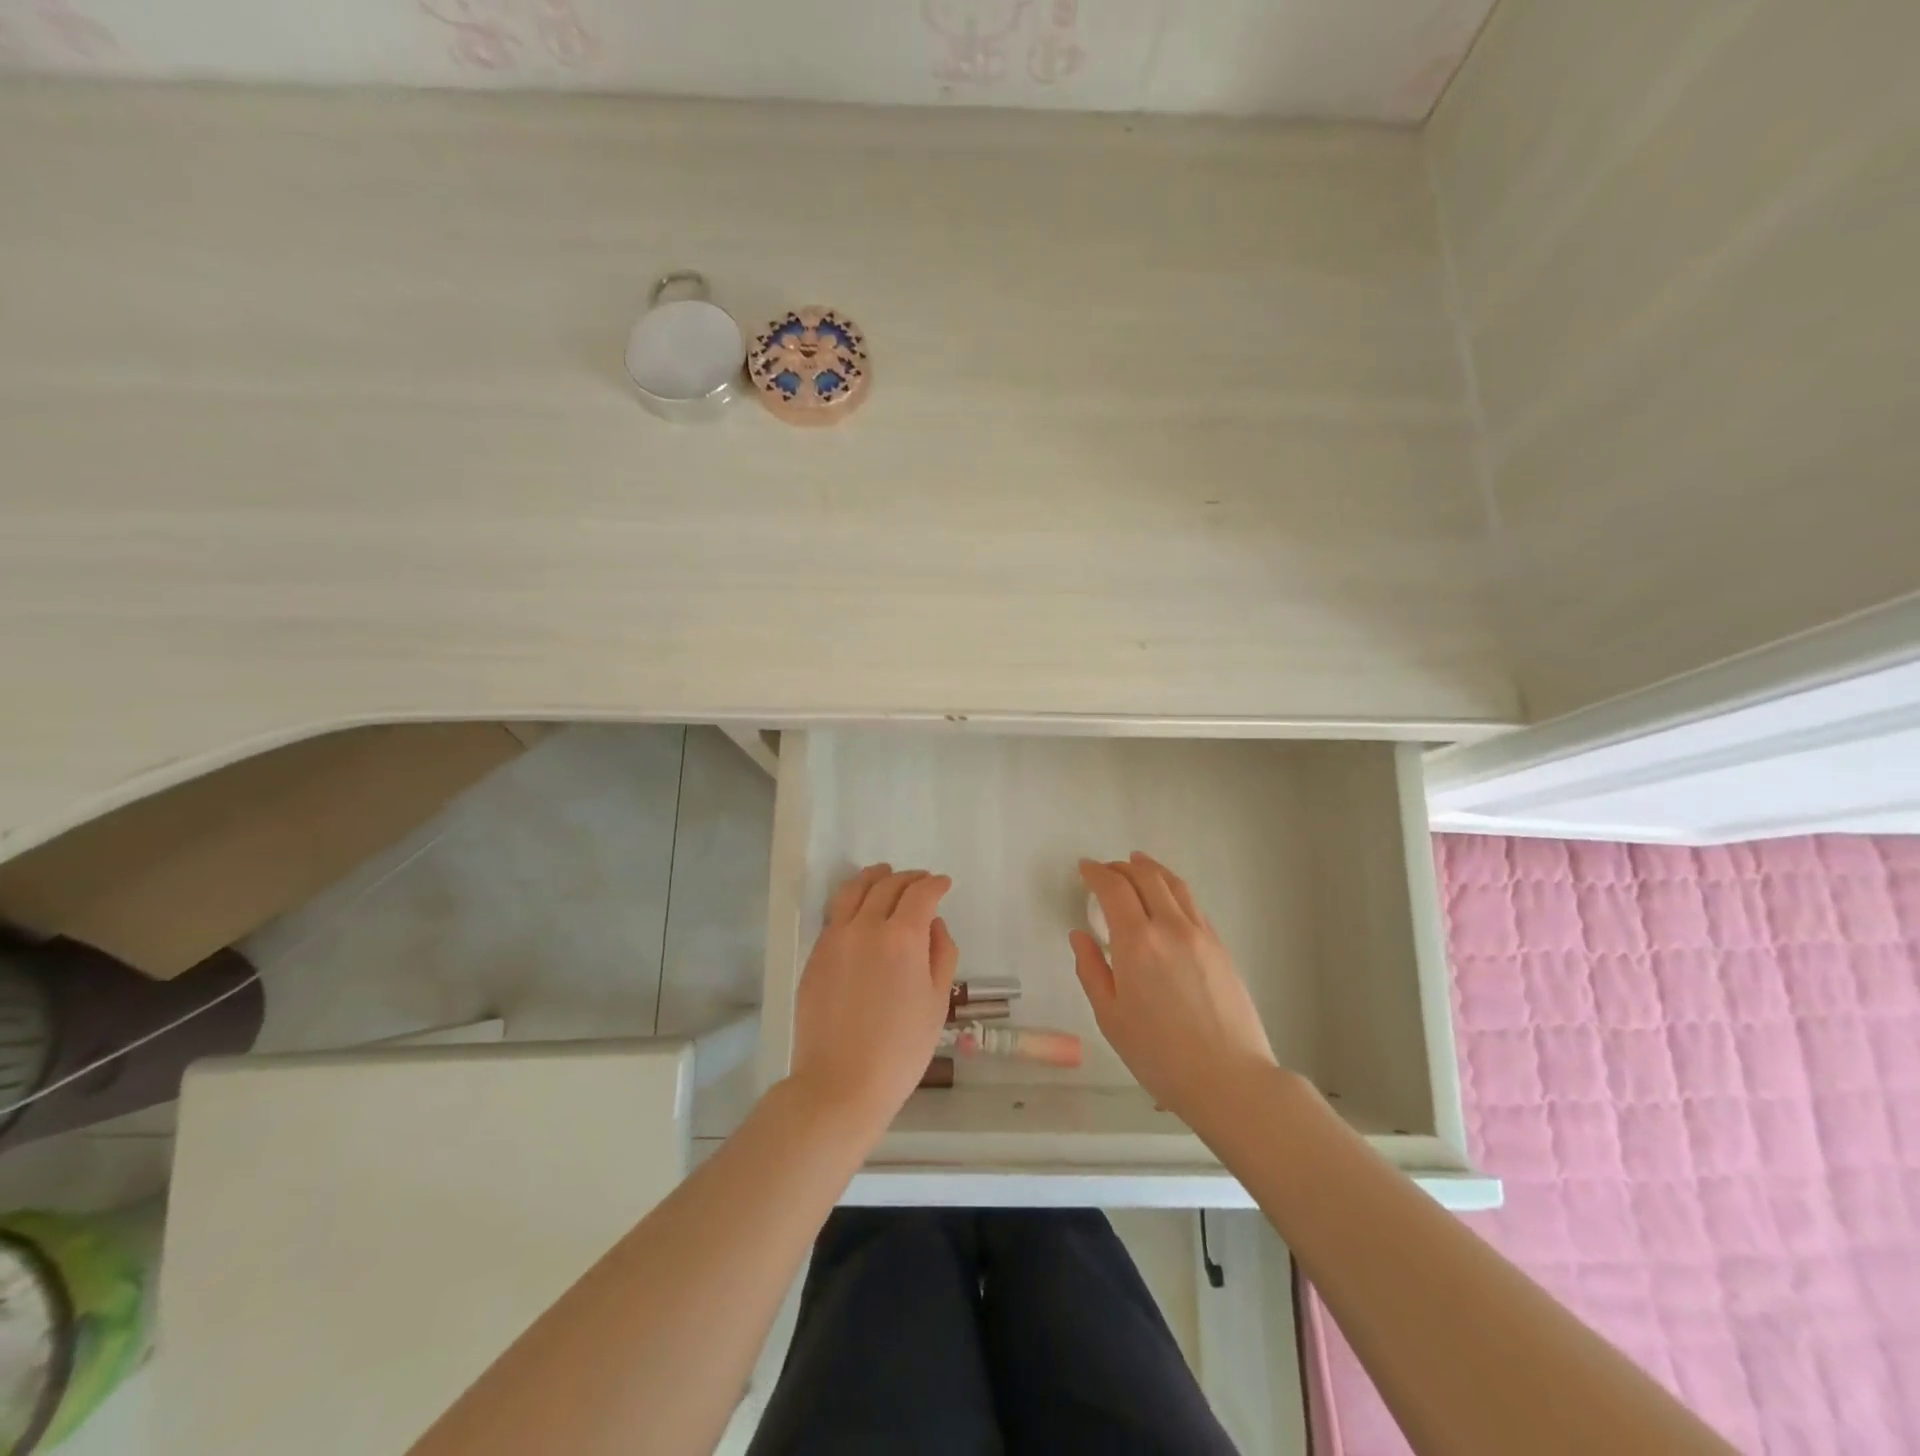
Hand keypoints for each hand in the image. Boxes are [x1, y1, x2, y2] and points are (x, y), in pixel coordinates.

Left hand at [787, 863, 958, 1141]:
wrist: (840, 1083)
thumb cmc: (901, 1049)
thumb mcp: (937, 1002)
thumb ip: (941, 954)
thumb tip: (934, 923)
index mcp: (902, 938)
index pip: (920, 893)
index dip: (935, 884)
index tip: (944, 884)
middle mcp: (866, 927)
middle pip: (887, 885)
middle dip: (908, 878)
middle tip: (921, 880)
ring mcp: (835, 938)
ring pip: (854, 890)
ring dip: (874, 877)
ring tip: (884, 874)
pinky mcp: (816, 954)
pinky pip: (835, 913)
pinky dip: (852, 899)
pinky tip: (859, 907)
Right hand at [1071, 852, 1277, 1130]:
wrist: (1230, 1080)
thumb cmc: (1159, 1055)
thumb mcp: (1110, 1017)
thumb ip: (1091, 970)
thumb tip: (1080, 935)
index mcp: (1137, 942)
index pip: (1113, 888)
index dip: (1096, 873)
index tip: (1084, 869)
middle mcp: (1170, 927)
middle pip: (1146, 877)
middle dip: (1122, 866)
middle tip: (1107, 869)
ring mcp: (1201, 934)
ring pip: (1175, 885)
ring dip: (1152, 870)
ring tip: (1138, 865)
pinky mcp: (1221, 947)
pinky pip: (1193, 905)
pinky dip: (1174, 891)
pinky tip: (1168, 901)